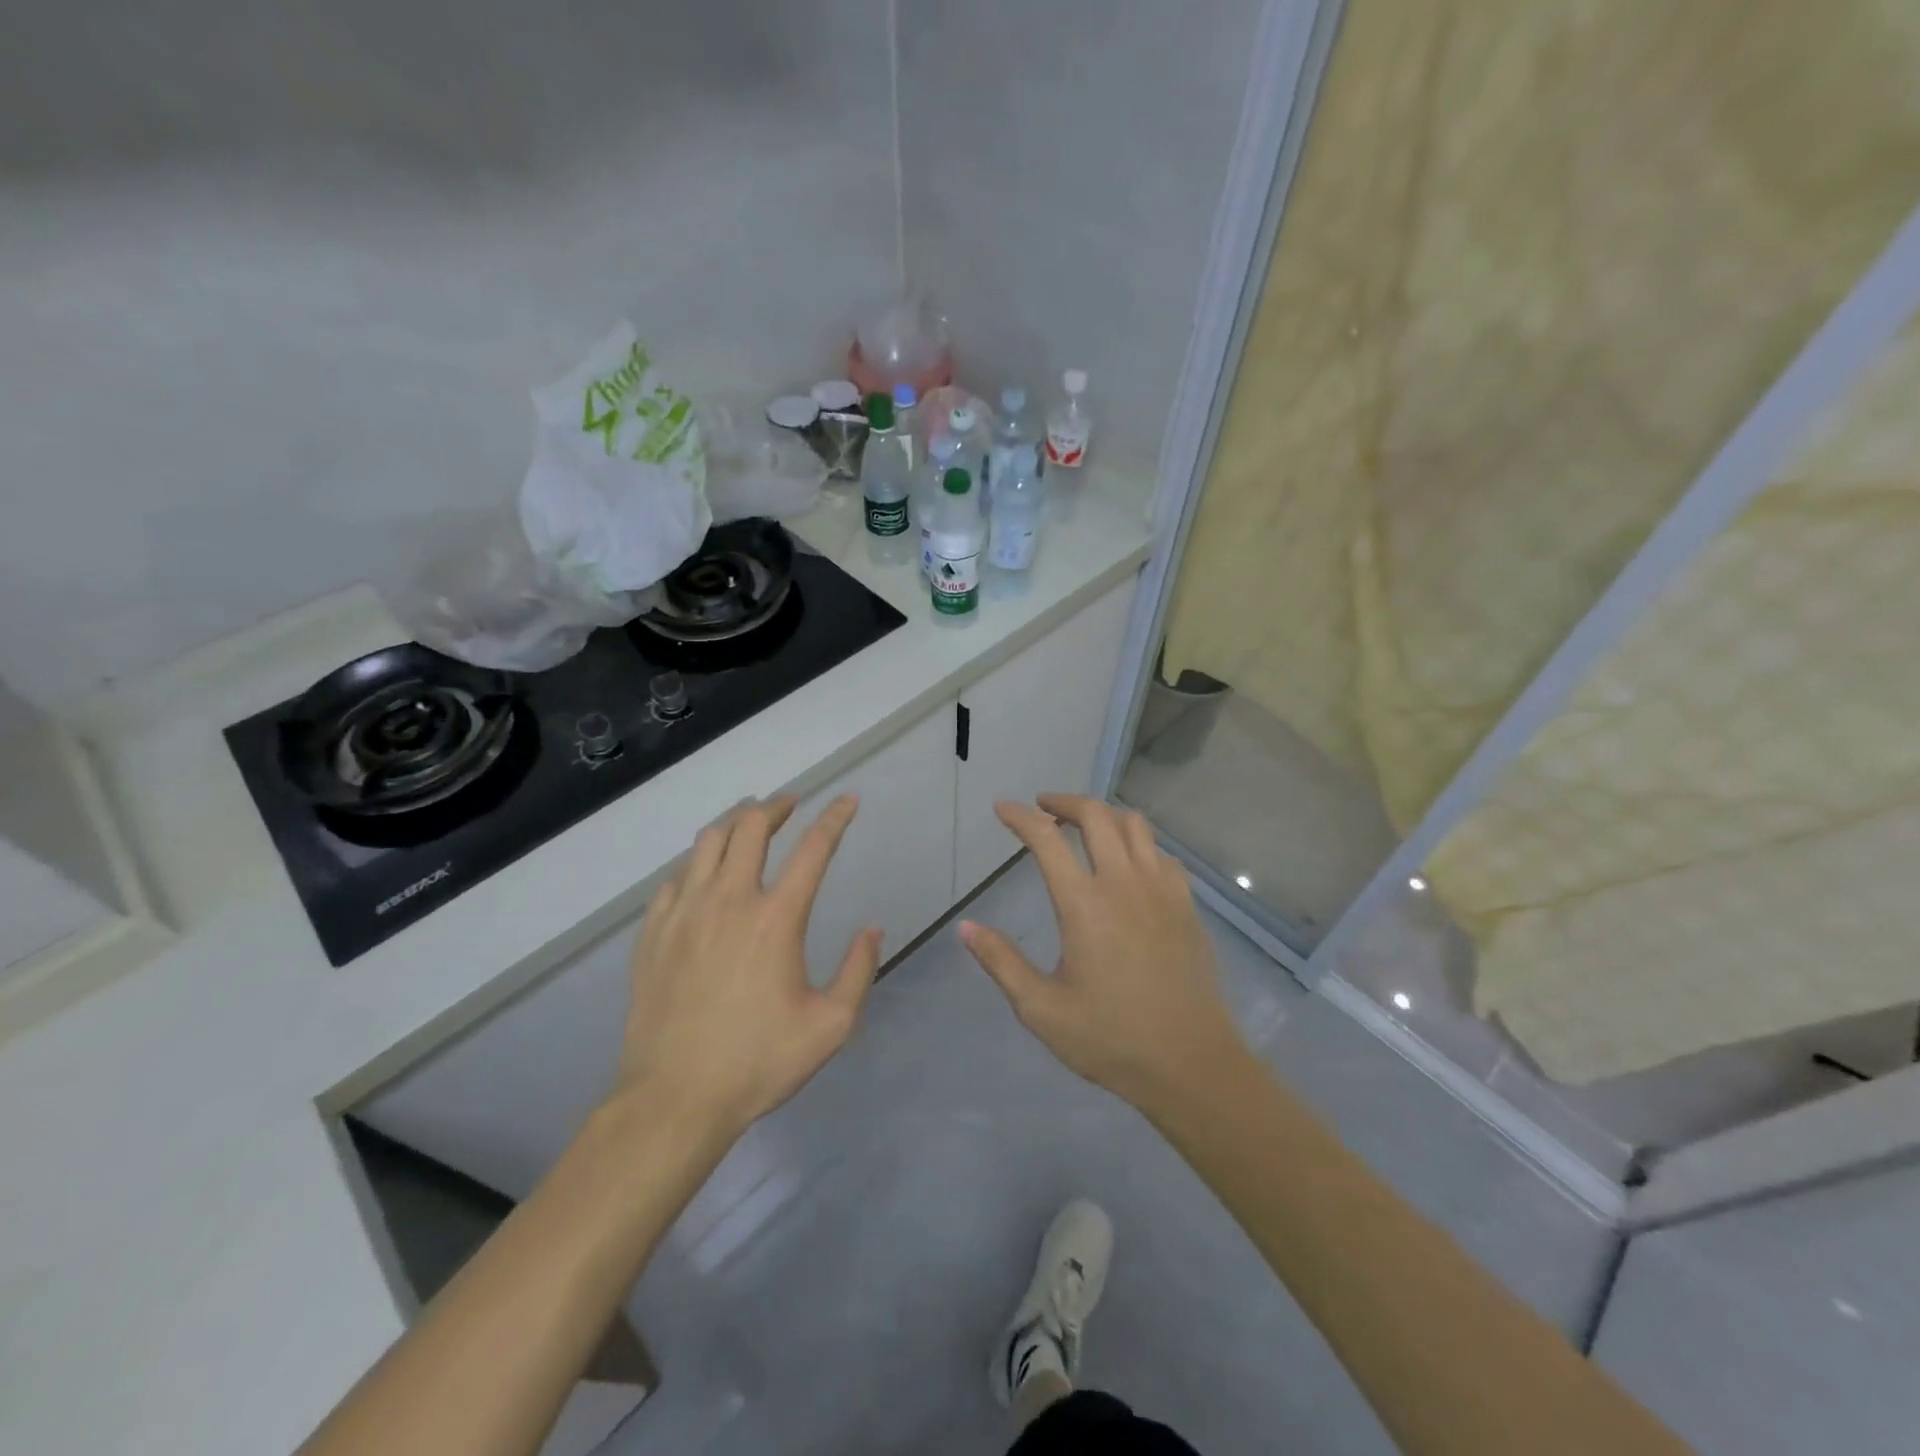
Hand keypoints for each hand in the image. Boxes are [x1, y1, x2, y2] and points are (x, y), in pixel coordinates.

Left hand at [610, 795, 881, 1143]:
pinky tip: (704, 873)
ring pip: (706, 841)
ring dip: (734, 823)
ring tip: (748, 823)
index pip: (813, 849)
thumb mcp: (831, 1025)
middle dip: (775, 806)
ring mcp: (684, 913)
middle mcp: (729, 900)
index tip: (848, 800)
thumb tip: (872, 929)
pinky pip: (674, 877)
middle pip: (750, 827)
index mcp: (776, 918)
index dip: (835, 818)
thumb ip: (860, 970)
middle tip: (790, 805)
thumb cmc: (758, 1062)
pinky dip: (696, 862)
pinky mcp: (653, 932)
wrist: (674, 1100)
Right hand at [960, 794, 1248, 1115]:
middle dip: (1064, 801)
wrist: (1191, 1064)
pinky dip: (1137, 842)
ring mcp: (1162, 890)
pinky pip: (1161, 852)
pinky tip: (1127, 863)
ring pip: (1134, 824)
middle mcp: (1124, 883)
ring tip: (1083, 827)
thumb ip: (1002, 962)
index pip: (1046, 839)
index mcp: (1084, 904)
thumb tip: (966, 927)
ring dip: (1103, 815)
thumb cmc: (1111, 1039)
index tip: (1003, 809)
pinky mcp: (1186, 904)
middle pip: (1095, 816)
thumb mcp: (1042, 1009)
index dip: (1020, 817)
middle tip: (1043, 808)